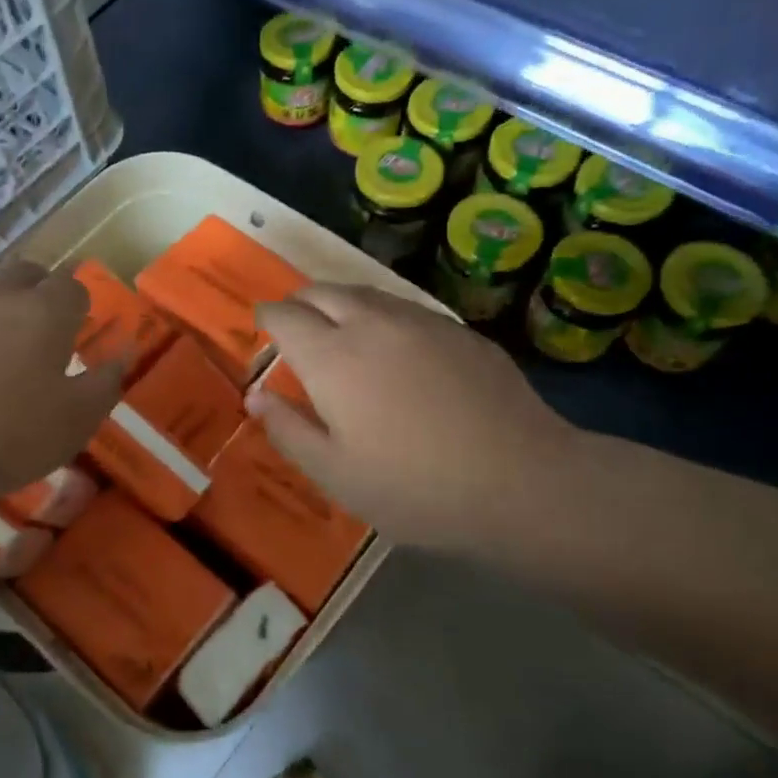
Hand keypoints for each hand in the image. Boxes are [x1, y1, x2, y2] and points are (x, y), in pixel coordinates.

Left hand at [0, 260, 120, 520]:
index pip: (71, 288)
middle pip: (23, 272)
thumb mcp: (73, 424)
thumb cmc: (3, 438)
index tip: (74, 331)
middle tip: (35, 326)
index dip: (76, 306)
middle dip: (36, 290)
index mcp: (44, 313)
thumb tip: (123, 354)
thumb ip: (104, 385)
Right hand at [247, 285, 582, 555]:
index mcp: (332, 357)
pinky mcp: (459, 330)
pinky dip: (381, 315)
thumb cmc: (414, 487)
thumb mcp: (335, 474)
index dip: (267, 316)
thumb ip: (288, 429)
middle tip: (295, 325)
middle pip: (322, 290)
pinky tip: (393, 346)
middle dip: (300, 301)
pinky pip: (404, 307)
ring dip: (340, 303)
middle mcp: (371, 323)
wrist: (521, 480)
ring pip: (366, 293)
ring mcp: (420, 321)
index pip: (285, 315)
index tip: (262, 326)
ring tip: (339, 330)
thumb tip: (256, 394)